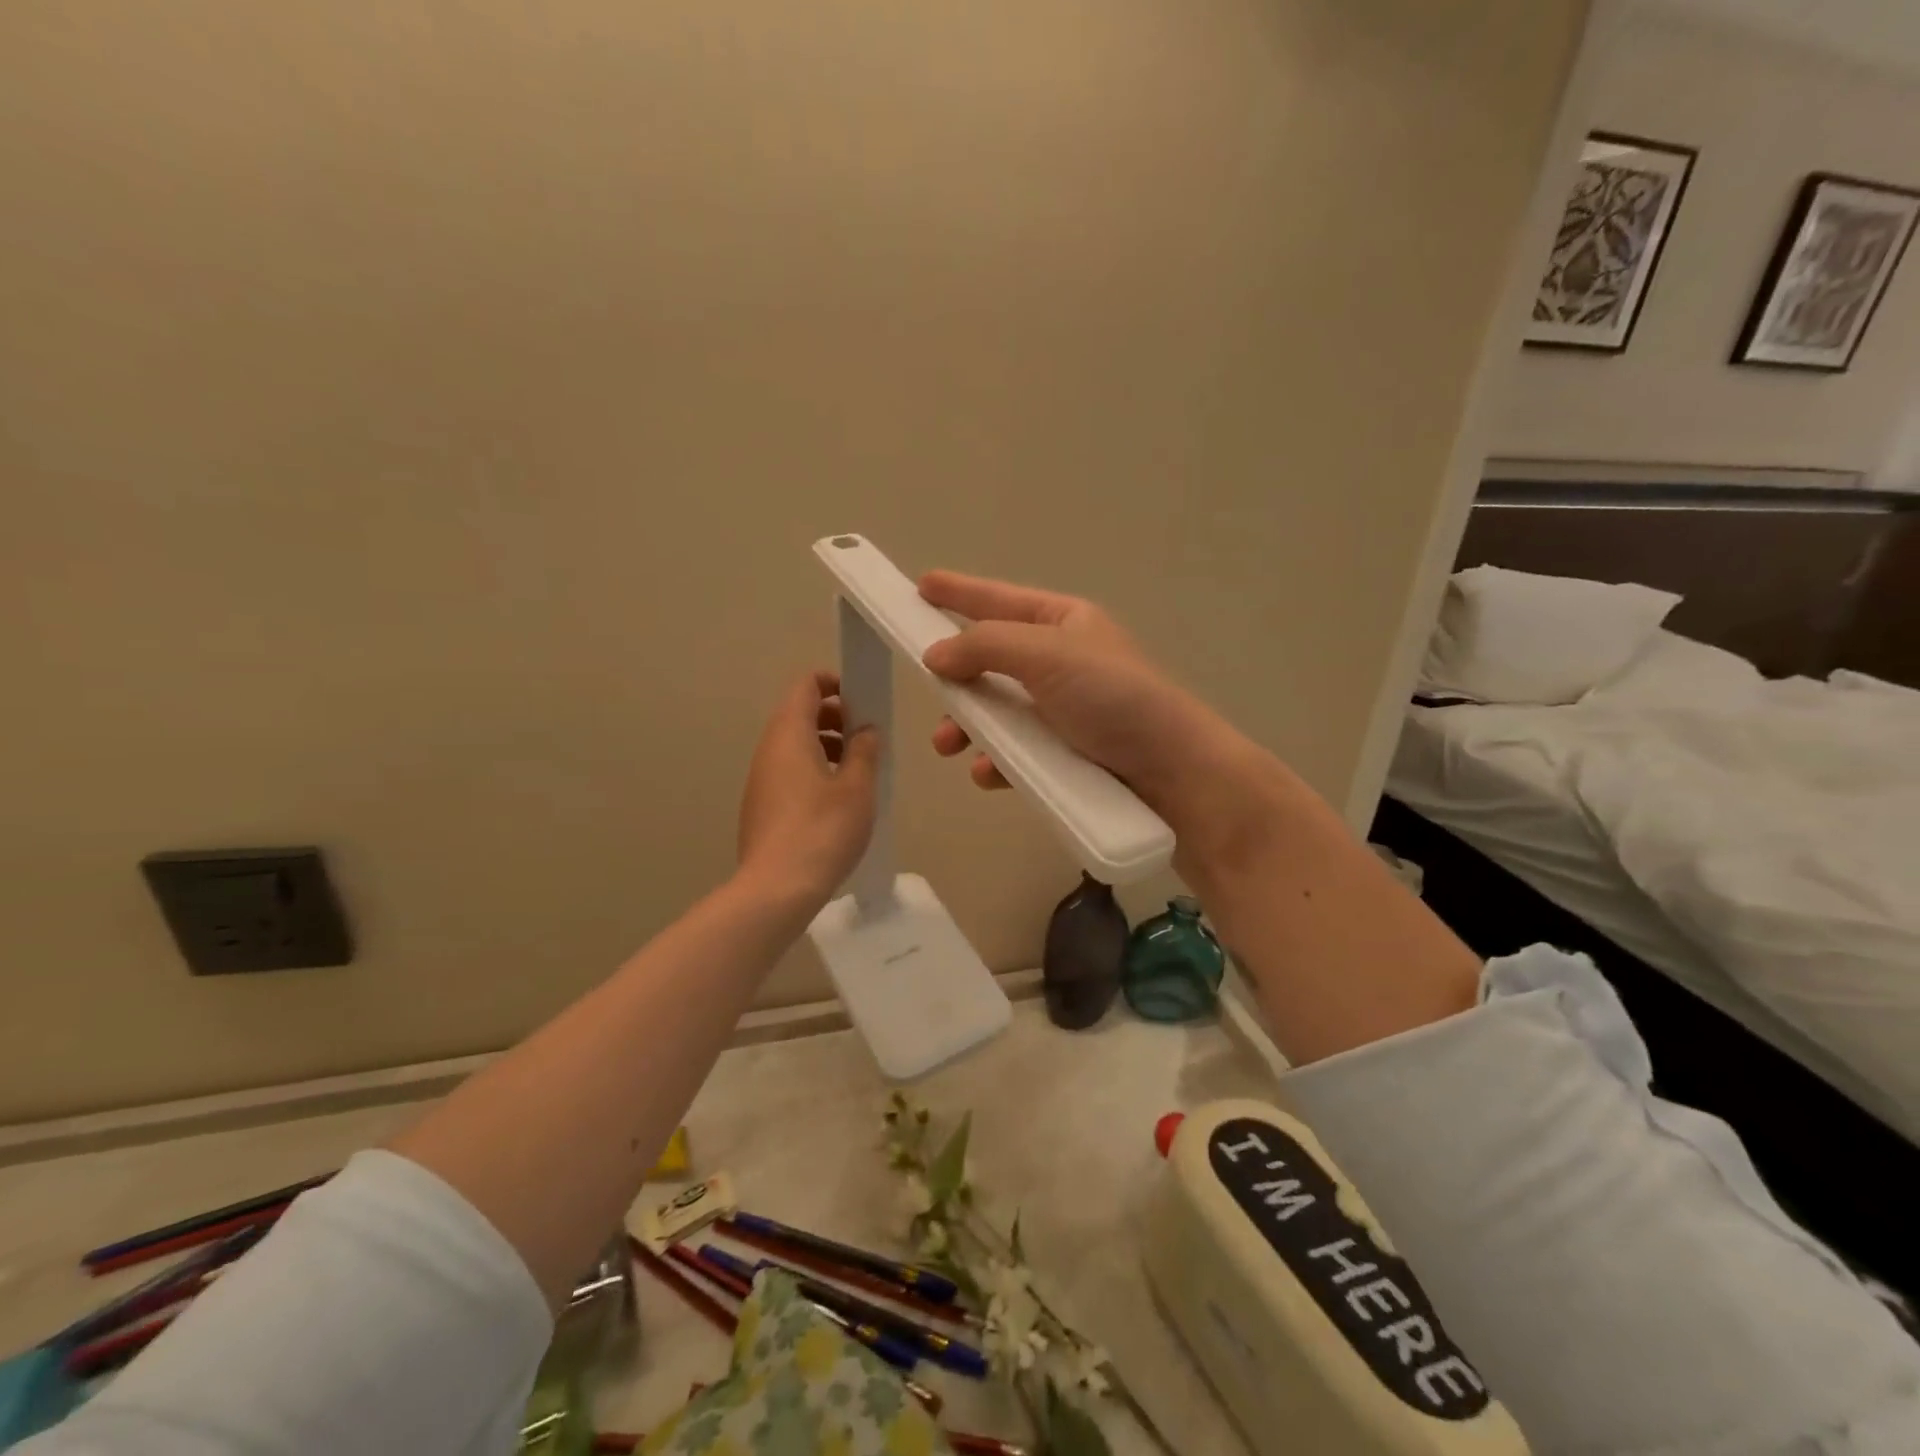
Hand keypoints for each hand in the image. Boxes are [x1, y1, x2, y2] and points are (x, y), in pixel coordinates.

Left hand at [736, 671, 880, 910]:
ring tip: (858, 770)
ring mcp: (760, 779)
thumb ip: (864, 751)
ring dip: (826, 745)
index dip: (835, 683)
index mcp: (789, 734)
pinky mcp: (760, 806)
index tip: (863, 702)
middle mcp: (768, 749)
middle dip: (835, 716)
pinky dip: (813, 769)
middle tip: (866, 737)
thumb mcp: (857, 787)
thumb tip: (865, 729)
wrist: (776, 889)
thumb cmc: (822, 830)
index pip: (806, 685)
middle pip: (799, 713)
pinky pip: (788, 771)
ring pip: (794, 744)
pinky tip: (837, 801)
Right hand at [918, 571, 1237, 817]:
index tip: (921, 586)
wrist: (1173, 772)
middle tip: (926, 690)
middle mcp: (1060, 662)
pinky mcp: (1065, 755)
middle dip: (955, 677)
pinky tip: (987, 773)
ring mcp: (1062, 710)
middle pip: (990, 661)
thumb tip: (934, 654)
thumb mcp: (1047, 655)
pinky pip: (1016, 751)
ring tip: (948, 747)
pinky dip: (996, 760)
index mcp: (1062, 623)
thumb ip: (985, 646)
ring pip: (997, 712)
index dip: (960, 592)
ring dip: (966, 726)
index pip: (999, 600)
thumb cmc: (1112, 698)